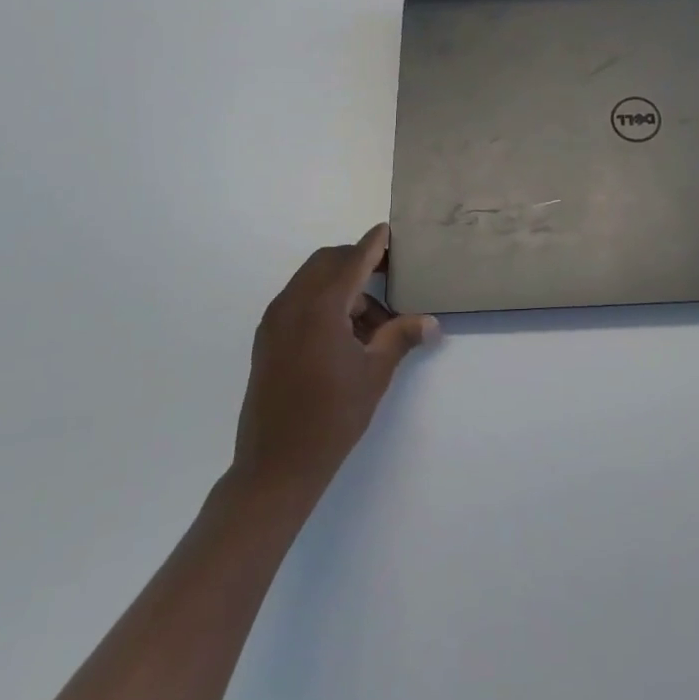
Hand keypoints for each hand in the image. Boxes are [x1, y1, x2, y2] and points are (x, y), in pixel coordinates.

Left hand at [231, 224, 438, 503]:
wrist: (274, 468)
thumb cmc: (331, 418)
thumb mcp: (374, 374)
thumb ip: (400, 337)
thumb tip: (431, 322)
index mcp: (320, 307)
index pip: (353, 259)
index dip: (375, 243)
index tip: (392, 231)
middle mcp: (292, 303)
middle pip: (329, 262)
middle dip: (359, 262)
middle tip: (390, 275)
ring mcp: (275, 321)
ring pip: (313, 281)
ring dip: (344, 287)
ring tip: (374, 324)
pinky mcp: (267, 339)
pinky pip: (299, 301)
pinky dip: (324, 303)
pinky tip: (346, 335)